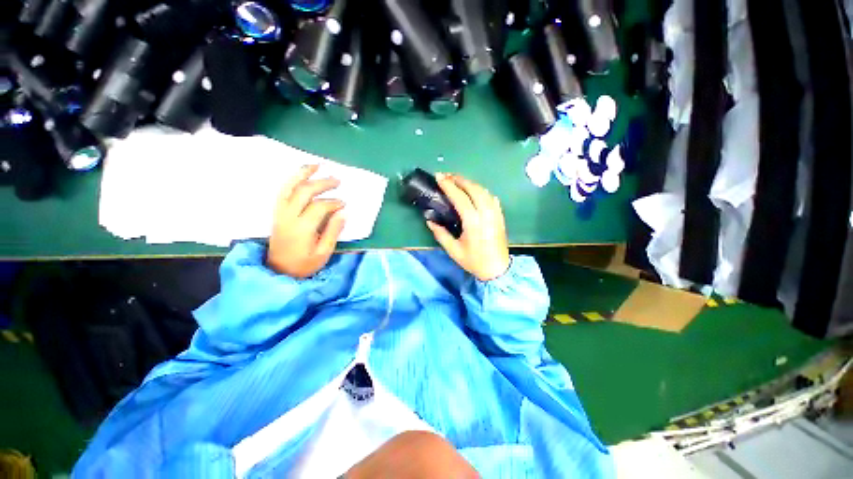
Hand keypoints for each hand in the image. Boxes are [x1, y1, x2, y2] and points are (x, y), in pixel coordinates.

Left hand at [267, 165, 345, 277]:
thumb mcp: (323, 252)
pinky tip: (302, 176)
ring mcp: (280, 213)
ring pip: (289, 187)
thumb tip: (344, 212)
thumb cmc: (304, 264)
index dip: (333, 202)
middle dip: (322, 183)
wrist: (278, 271)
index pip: (319, 207)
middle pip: (304, 192)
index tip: (344, 204)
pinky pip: (282, 191)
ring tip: (316, 165)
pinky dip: (292, 181)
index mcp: (302, 228)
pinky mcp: (277, 213)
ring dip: (302, 174)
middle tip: (337, 180)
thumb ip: (333, 231)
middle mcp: (288, 216)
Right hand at [427, 173, 509, 280]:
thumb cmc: (474, 261)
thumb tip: (429, 220)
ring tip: (457, 181)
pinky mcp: (500, 215)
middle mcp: (486, 213)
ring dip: (470, 183)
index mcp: (473, 222)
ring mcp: (495, 213)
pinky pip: (490, 197)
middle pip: (473, 188)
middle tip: (446, 176)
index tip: (439, 177)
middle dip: (459, 179)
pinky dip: (481, 190)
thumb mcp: (453, 250)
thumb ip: (440, 234)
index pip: (460, 197)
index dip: (448, 185)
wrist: (498, 270)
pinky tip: (474, 191)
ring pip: (483, 190)